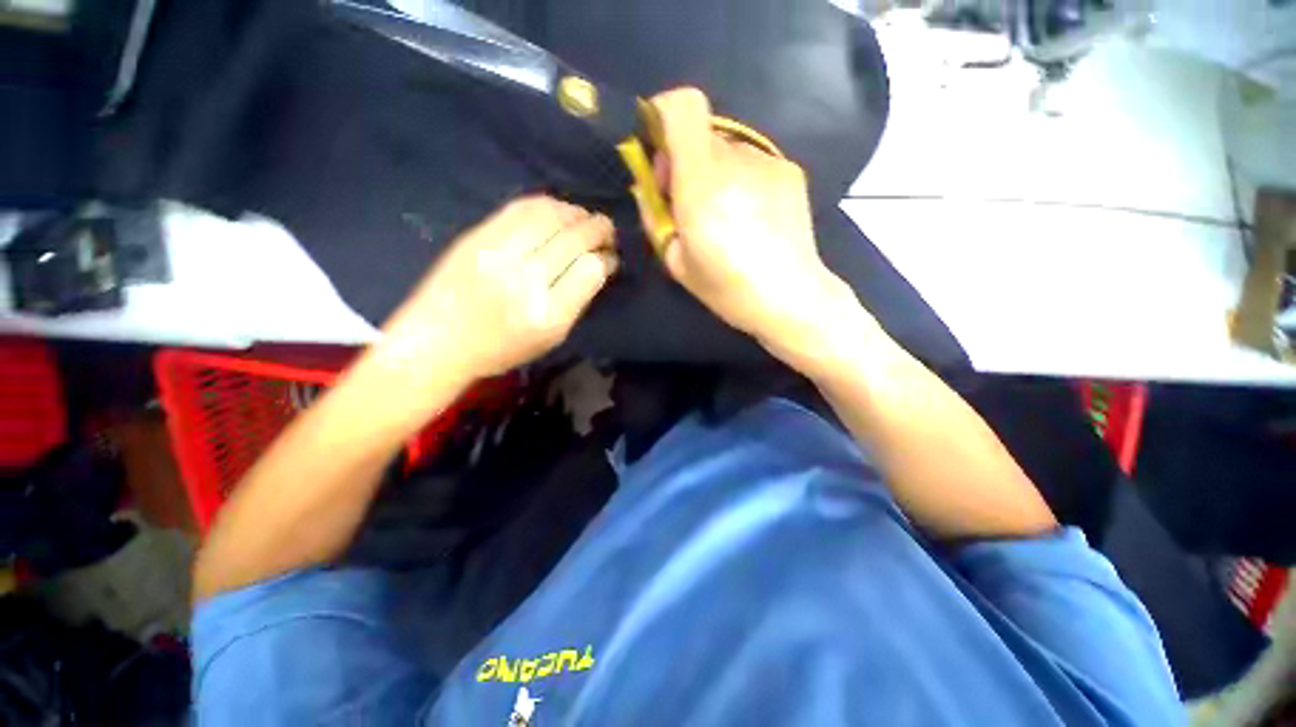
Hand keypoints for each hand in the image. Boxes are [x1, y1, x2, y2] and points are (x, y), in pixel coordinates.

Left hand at [378, 196, 617, 387]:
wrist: (437, 340)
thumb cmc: (502, 348)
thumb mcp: (552, 337)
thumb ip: (579, 301)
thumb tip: (600, 263)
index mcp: (547, 314)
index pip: (591, 270)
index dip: (606, 258)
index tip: (610, 257)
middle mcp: (525, 280)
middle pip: (575, 238)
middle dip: (599, 229)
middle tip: (607, 232)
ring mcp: (497, 253)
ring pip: (551, 216)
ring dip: (576, 213)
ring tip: (584, 220)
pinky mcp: (477, 235)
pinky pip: (522, 207)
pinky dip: (548, 205)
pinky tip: (558, 212)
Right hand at [643, 89, 871, 369]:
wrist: (791, 298)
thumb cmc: (727, 289)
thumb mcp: (675, 262)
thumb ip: (654, 215)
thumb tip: (647, 185)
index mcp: (702, 185)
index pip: (683, 107)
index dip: (662, 115)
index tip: (656, 150)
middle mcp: (737, 161)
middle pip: (701, 133)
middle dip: (683, 159)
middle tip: (686, 201)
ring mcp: (768, 163)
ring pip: (727, 149)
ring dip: (713, 172)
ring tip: (723, 216)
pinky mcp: (790, 172)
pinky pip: (751, 163)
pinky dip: (740, 180)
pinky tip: (750, 216)